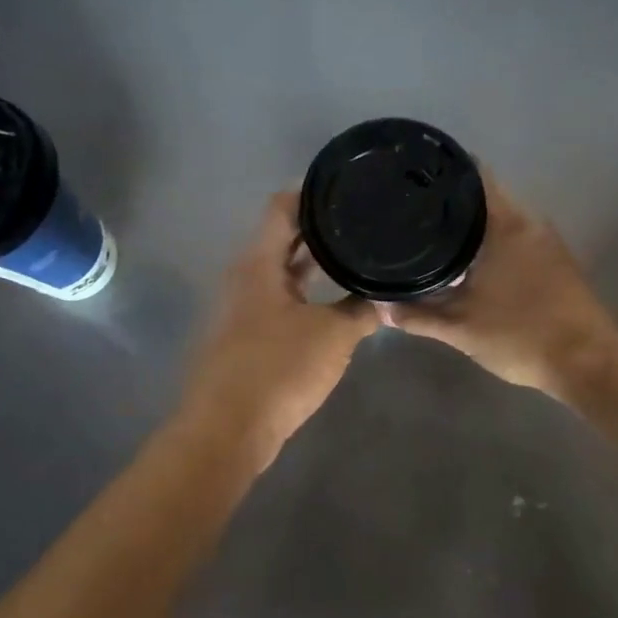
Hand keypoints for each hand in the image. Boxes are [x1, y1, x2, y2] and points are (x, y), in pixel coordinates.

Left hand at [182, 193, 380, 466]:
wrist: (229, 429)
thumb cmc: (279, 369)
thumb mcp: (333, 336)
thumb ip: (363, 311)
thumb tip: (387, 296)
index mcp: (258, 264)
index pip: (281, 208)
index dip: (311, 193)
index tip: (346, 188)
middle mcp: (245, 278)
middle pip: (280, 239)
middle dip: (317, 229)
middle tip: (358, 220)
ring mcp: (242, 309)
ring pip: (280, 273)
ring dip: (310, 264)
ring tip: (352, 255)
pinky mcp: (246, 338)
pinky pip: (279, 301)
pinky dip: (303, 294)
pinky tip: (332, 303)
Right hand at [380, 177, 617, 401]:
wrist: (586, 362)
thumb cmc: (520, 336)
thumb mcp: (460, 329)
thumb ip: (418, 316)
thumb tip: (380, 307)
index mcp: (506, 225)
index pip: (475, 177)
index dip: (445, 173)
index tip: (416, 177)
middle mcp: (530, 223)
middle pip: (487, 197)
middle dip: (453, 203)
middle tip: (415, 212)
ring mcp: (548, 242)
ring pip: (504, 220)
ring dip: (475, 225)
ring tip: (437, 235)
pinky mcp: (558, 262)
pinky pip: (518, 238)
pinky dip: (494, 242)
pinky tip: (472, 262)